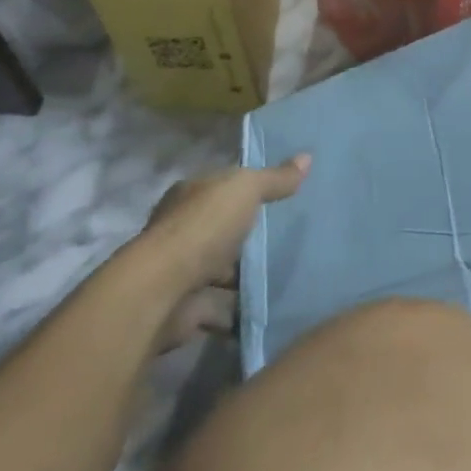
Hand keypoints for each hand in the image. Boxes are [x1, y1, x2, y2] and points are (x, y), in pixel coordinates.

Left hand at [135, 155, 309, 352]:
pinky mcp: (186, 309)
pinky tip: (268, 311)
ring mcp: (182, 271)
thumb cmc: (204, 227)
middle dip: (249, 238)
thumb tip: (307, 157)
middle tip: (291, 242)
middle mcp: (182, 230)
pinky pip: (220, 308)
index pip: (222, 187)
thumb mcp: (245, 189)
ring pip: (220, 272)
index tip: (279, 199)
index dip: (247, 190)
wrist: (163, 290)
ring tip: (286, 280)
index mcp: (191, 194)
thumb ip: (275, 178)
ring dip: (244, 279)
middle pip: (222, 230)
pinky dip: (239, 313)